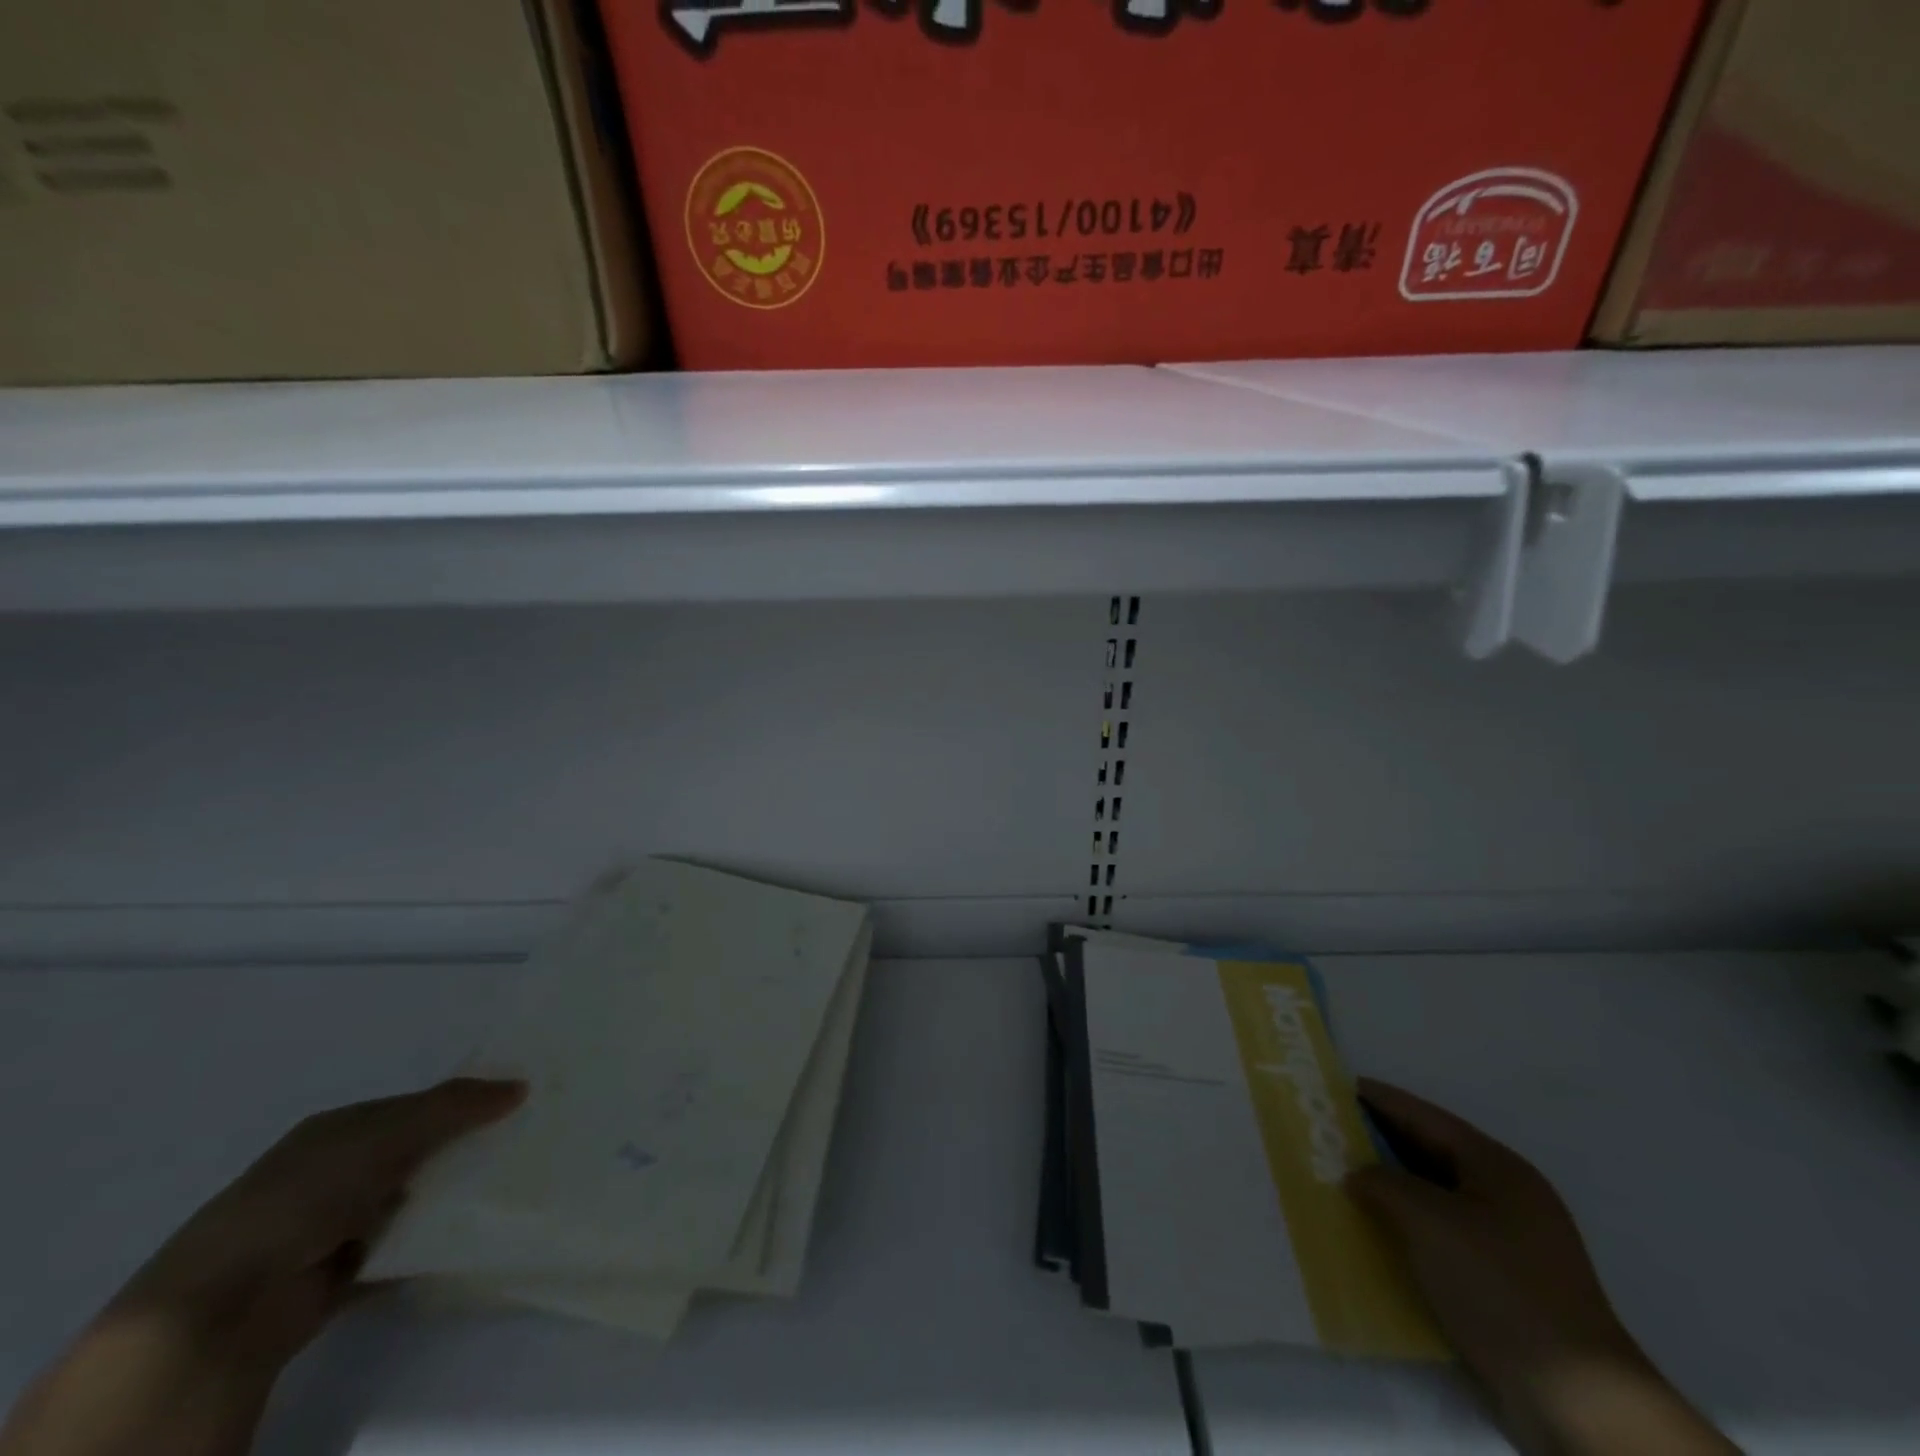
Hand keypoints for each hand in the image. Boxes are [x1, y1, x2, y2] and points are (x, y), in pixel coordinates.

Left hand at [2, 1078, 524, 1455]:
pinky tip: (474, 1233)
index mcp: (339, 1128)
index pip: (414, 1105)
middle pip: (415, 1150)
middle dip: (463, 1148)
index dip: (462, 1101)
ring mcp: (334, 1224)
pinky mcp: (340, 1272)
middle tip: (526, 1140)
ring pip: (412, 1199)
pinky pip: (402, 1247)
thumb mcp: (391, 1132)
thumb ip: (456, 1105)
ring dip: (450, 1197)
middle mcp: (335, 1170)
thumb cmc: (308, 1193)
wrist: (226, 1302)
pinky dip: (432, 1242)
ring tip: (513, 1184)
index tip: (514, 1102)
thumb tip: (521, 1085)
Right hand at [1349, 1079, 1737, 1455]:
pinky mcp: (1505, 1282)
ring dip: (1393, 1186)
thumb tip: (1358, 1175)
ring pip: (1437, 1195)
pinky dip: (1409, 1224)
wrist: (1575, 1399)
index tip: (1336, 1086)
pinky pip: (1444, 1233)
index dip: (1381, 1099)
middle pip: (1433, 1152)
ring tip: (1343, 1177)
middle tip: (1330, 1130)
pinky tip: (1377, 1231)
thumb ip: (1383, 1183)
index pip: (1426, 1117)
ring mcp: (1511, 1242)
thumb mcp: (1428, 1220)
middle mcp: (1508, 1195)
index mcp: (1498, 1167)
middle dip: (1381, 1141)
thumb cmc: (1498, 1286)